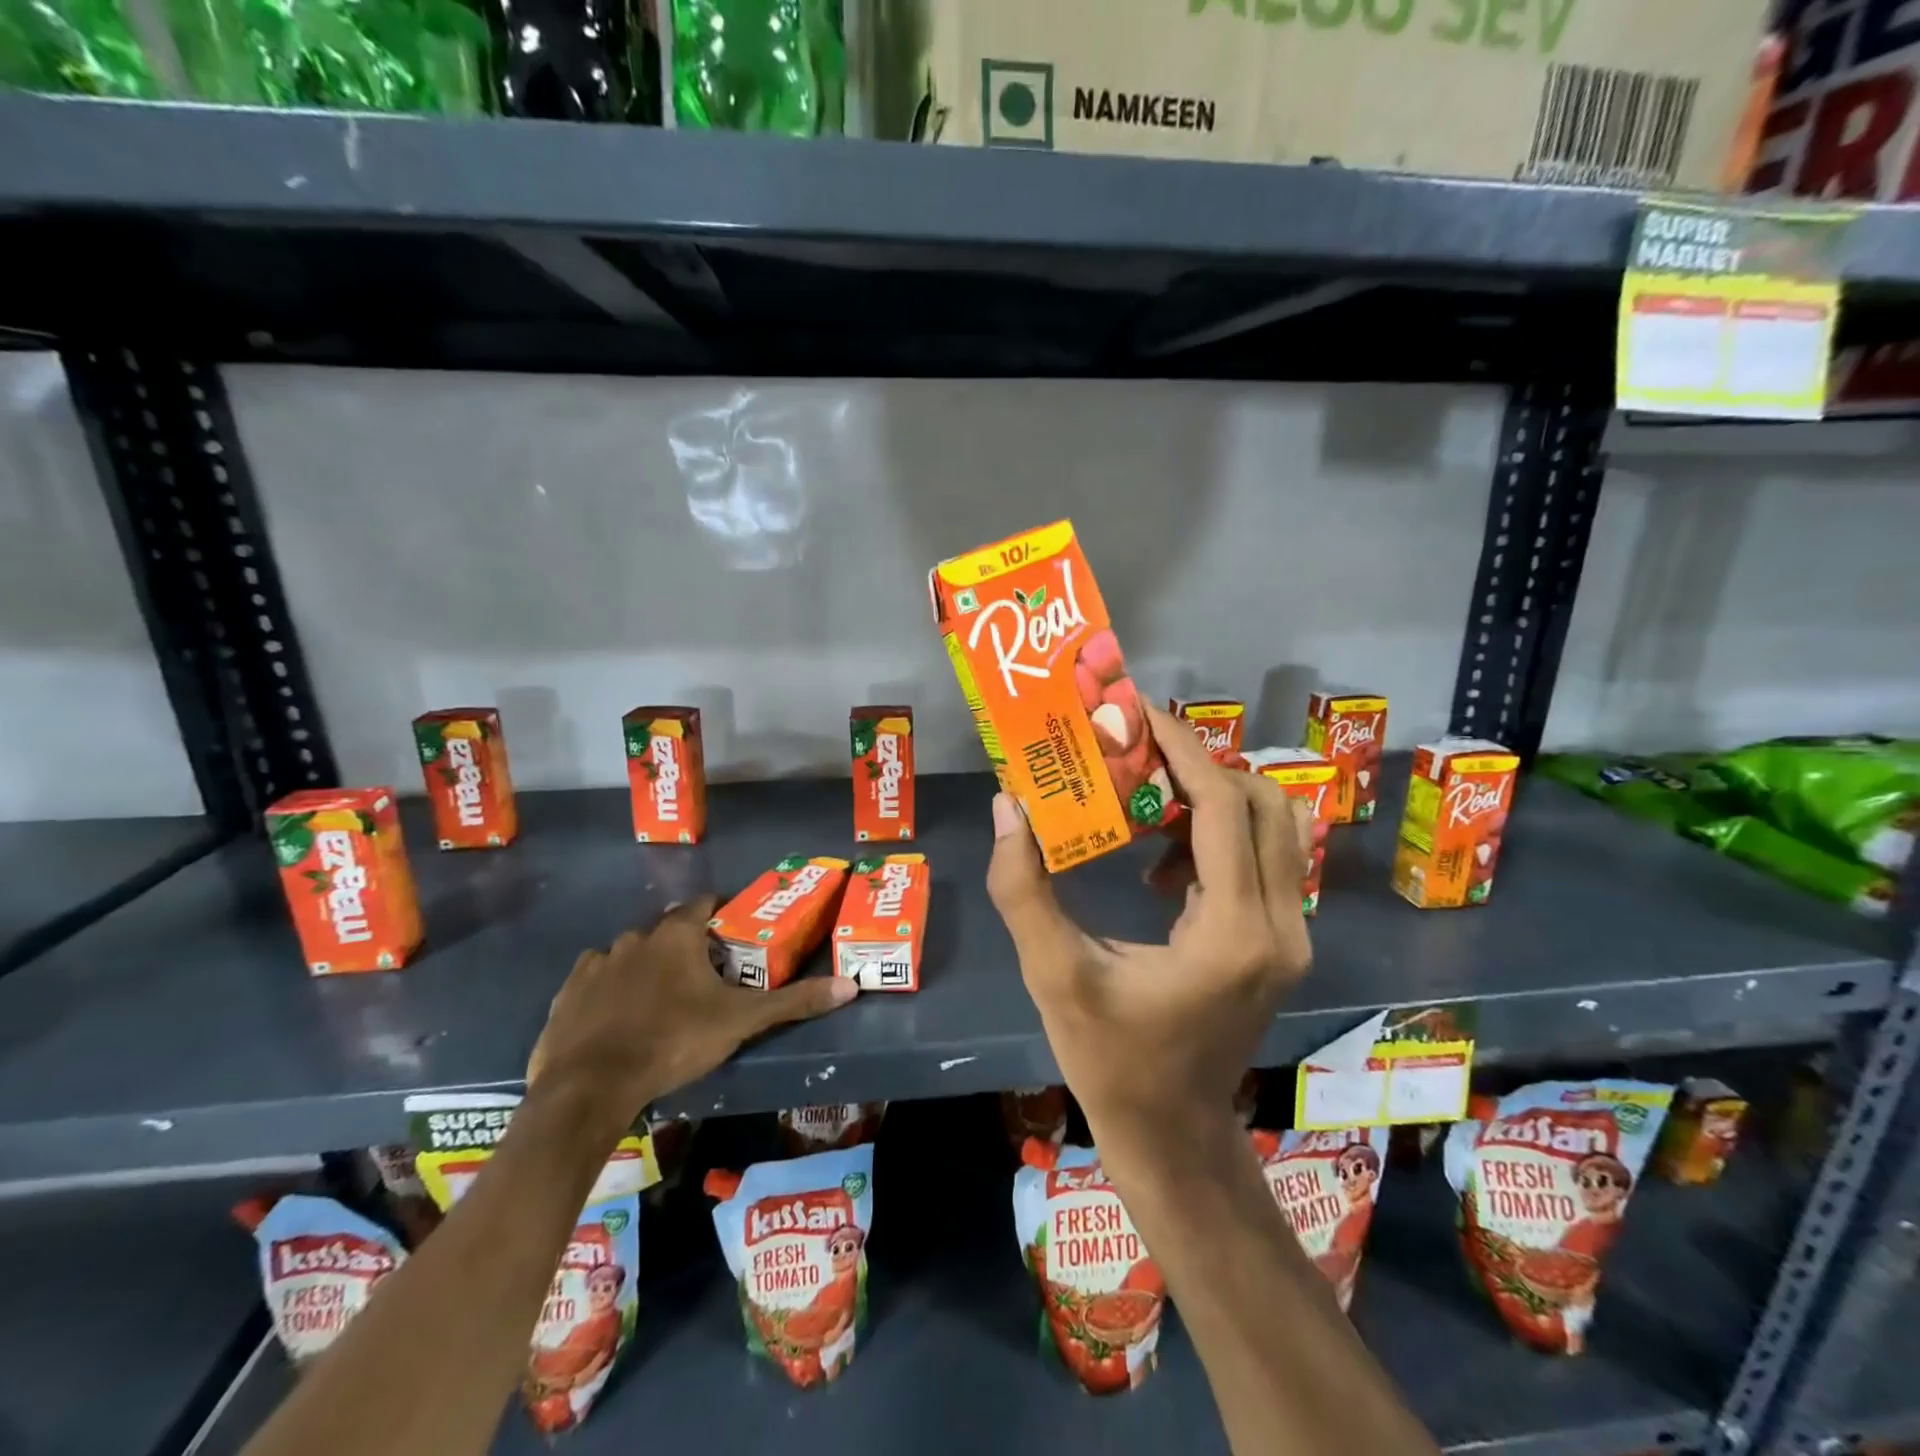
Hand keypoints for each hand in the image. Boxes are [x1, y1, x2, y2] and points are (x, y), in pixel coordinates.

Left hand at [526, 897, 855, 1131]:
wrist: (590, 1087)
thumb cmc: (673, 1041)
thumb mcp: (741, 1022)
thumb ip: (793, 1002)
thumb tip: (850, 986)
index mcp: (676, 936)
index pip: (703, 904)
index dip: (719, 913)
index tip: (732, 933)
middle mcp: (634, 938)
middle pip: (666, 931)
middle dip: (684, 946)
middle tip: (702, 977)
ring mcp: (596, 965)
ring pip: (628, 954)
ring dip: (644, 967)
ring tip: (659, 1000)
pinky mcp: (567, 995)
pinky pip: (593, 980)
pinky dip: (608, 990)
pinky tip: (616, 1016)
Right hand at [986, 702, 1312, 1161]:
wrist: (1172, 1133)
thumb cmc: (1111, 1059)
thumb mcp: (1054, 974)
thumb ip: (1024, 888)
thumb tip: (1008, 806)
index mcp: (1232, 931)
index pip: (1222, 806)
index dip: (1180, 747)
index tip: (1135, 711)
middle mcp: (1280, 924)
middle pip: (1261, 802)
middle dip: (1197, 765)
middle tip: (1133, 757)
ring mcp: (1292, 934)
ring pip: (1273, 826)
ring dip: (1212, 798)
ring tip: (1146, 807)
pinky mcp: (1282, 940)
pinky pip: (1265, 857)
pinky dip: (1219, 835)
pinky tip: (1163, 867)